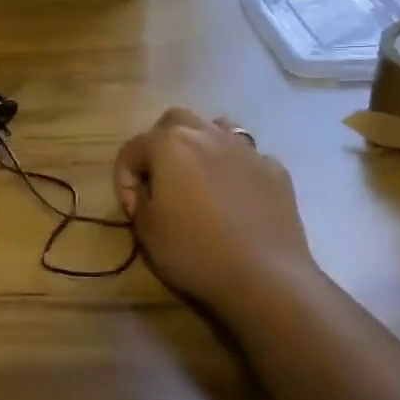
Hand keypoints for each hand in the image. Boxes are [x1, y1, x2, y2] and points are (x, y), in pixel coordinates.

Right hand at [113, 108, 323, 318]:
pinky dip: (237, 169)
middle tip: (160, 179)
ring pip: (216, 128)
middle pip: (175, 122)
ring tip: (199, 177)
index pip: (132, 149)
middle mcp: (207, 134)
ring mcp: (246, 150)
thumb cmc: (195, 251)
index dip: (123, 178)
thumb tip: (144, 190)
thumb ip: (138, 200)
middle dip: (160, 144)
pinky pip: (249, 157)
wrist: (265, 277)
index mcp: (169, 144)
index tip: (131, 209)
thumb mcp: (146, 231)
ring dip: (201, 145)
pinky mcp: (276, 170)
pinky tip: (238, 195)